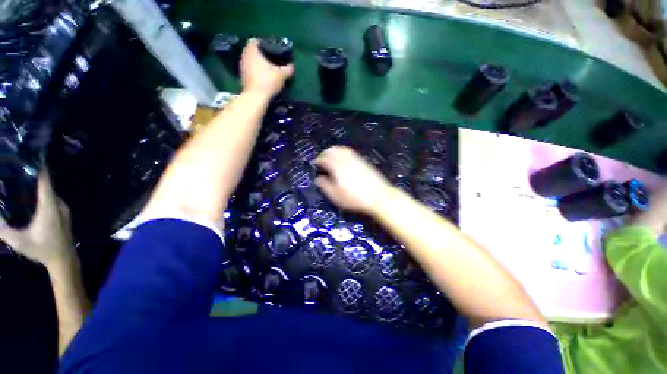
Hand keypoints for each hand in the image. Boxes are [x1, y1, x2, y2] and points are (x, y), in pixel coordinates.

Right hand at [0, 171, 73, 267]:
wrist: (64, 259)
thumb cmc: (42, 250)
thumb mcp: (19, 241)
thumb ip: (3, 229)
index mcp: (49, 206)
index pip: (45, 181)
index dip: (39, 167)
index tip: (30, 154)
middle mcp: (58, 204)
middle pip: (46, 184)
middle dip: (33, 174)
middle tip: (18, 165)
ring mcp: (62, 208)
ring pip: (49, 192)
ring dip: (36, 185)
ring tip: (21, 177)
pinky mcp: (62, 213)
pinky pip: (51, 199)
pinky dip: (40, 193)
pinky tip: (29, 195)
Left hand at [240, 38, 293, 98]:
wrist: (256, 98)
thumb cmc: (267, 82)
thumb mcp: (281, 75)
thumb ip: (287, 69)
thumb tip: (292, 66)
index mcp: (252, 51)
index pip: (255, 40)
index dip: (263, 43)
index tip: (271, 48)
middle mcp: (244, 56)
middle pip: (252, 51)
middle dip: (261, 54)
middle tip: (271, 59)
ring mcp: (242, 67)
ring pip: (250, 61)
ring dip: (258, 64)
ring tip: (268, 68)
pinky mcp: (243, 78)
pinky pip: (250, 70)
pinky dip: (256, 72)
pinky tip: (264, 77)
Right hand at [315, 146, 392, 214]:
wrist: (379, 196)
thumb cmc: (355, 198)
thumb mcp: (336, 196)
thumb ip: (325, 186)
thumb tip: (319, 178)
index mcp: (337, 167)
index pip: (325, 158)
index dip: (319, 160)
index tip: (316, 164)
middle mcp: (346, 160)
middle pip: (333, 150)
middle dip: (326, 153)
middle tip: (323, 159)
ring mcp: (356, 159)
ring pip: (342, 149)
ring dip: (335, 151)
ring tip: (332, 157)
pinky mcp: (363, 161)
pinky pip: (350, 152)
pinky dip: (344, 152)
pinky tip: (344, 160)